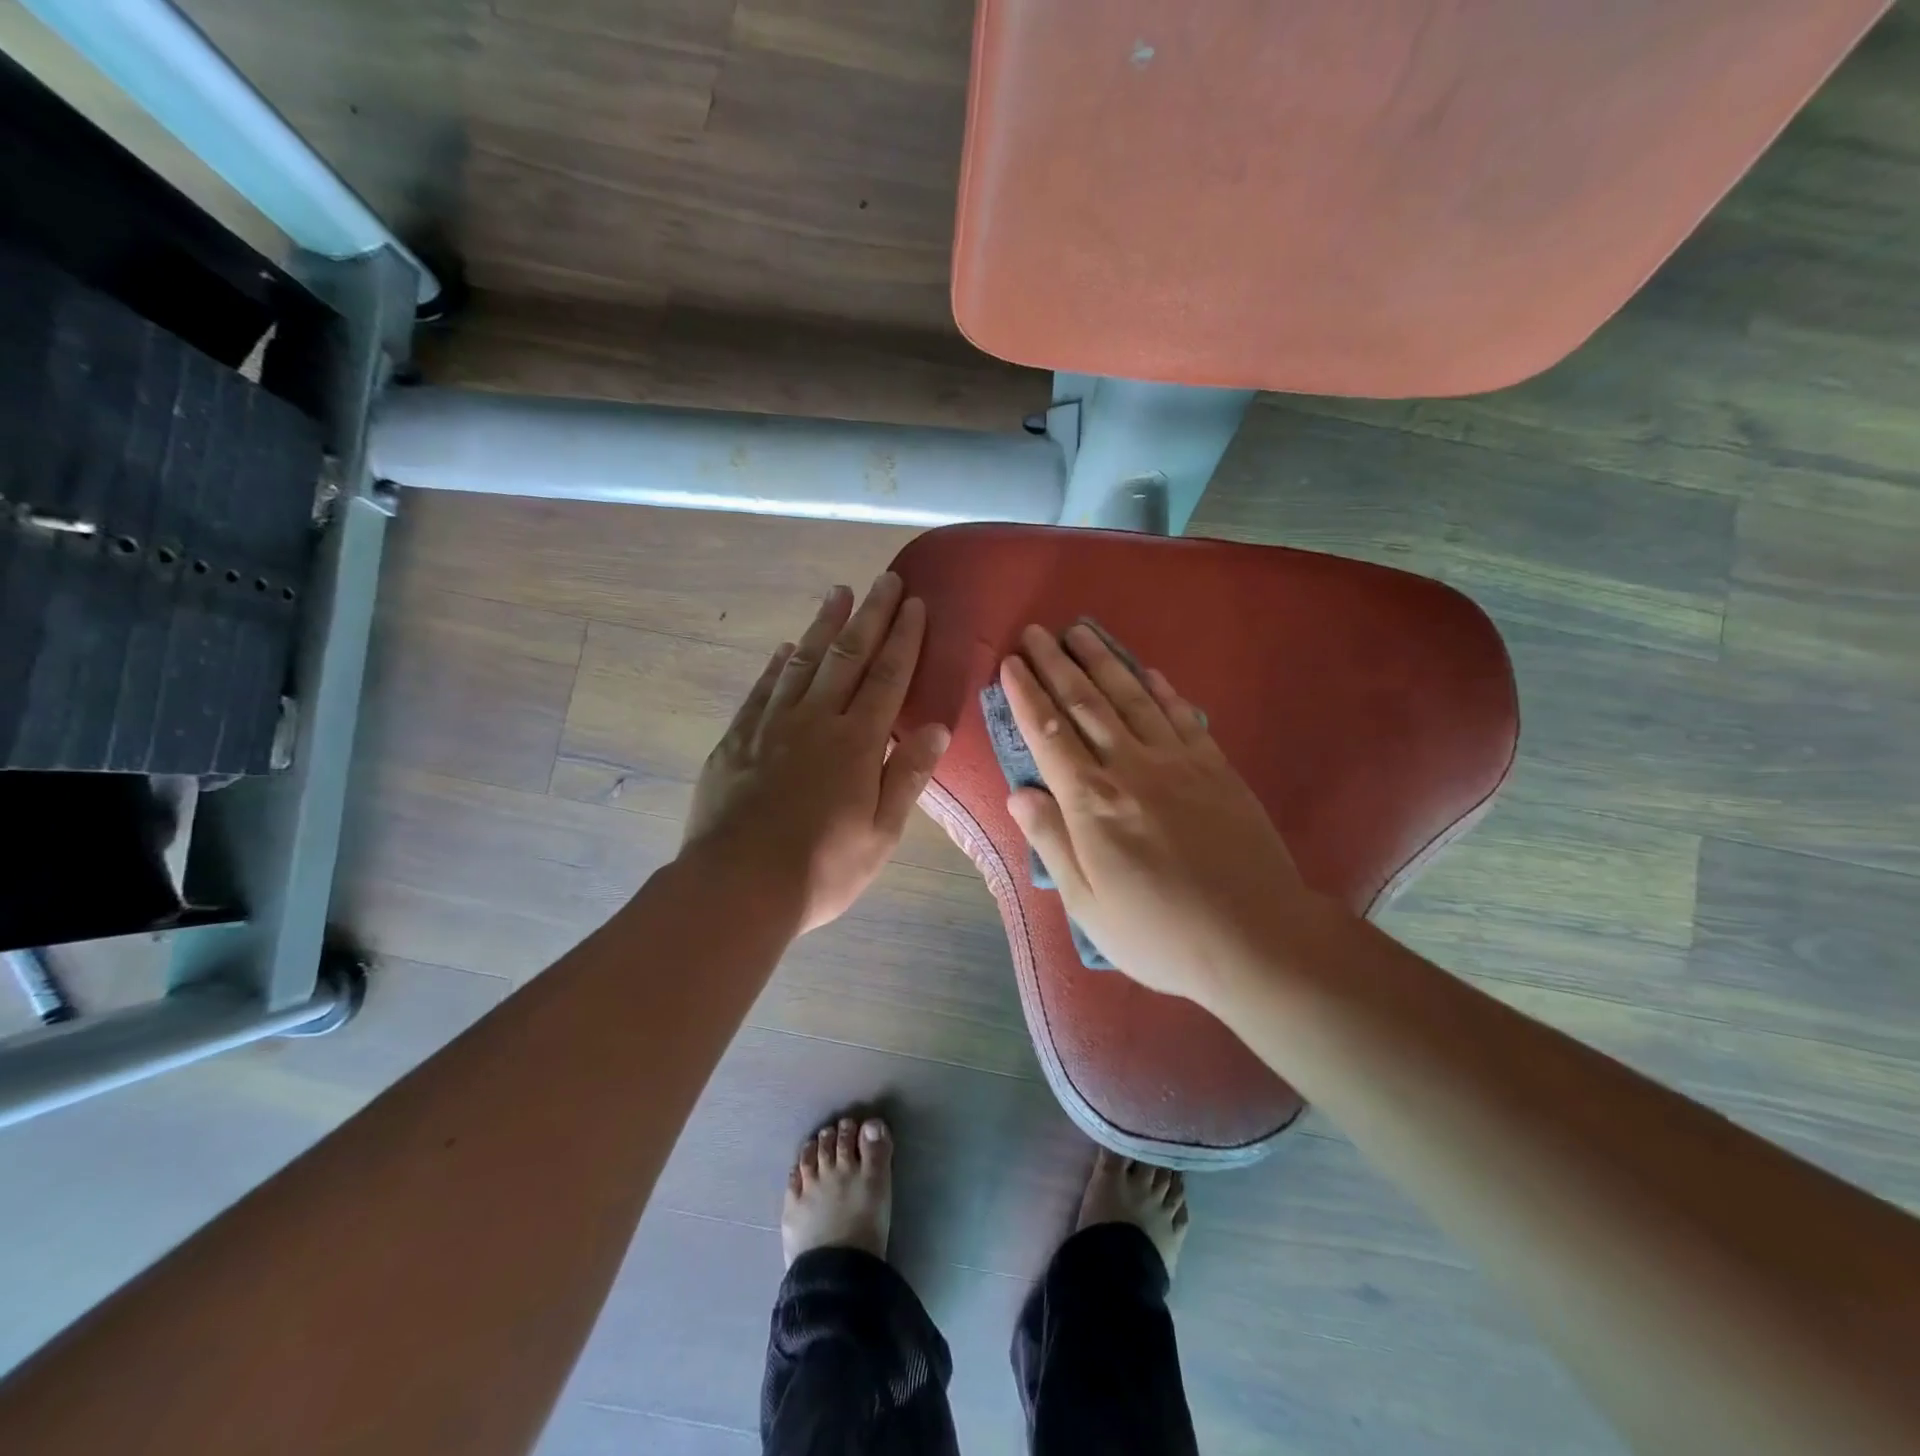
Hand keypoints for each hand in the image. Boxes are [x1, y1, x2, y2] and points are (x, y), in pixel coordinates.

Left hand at [682, 573, 949, 933]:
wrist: (737, 886)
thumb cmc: (822, 868)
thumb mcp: (881, 833)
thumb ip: (908, 776)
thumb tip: (935, 727)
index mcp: (857, 742)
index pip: (888, 676)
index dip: (904, 638)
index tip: (915, 604)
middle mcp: (816, 720)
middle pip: (848, 656)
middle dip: (870, 614)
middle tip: (884, 579)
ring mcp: (771, 726)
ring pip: (803, 662)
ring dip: (824, 625)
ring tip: (838, 593)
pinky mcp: (737, 740)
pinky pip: (762, 689)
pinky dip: (777, 664)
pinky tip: (786, 648)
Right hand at [1000, 623, 1317, 1009]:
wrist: (1256, 937)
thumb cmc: (1159, 933)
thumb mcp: (1087, 904)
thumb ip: (1051, 841)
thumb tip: (1018, 794)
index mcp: (1092, 802)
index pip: (1048, 734)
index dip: (1026, 695)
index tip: (1009, 664)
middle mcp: (1130, 768)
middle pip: (1086, 704)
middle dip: (1056, 664)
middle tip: (1036, 632)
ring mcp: (1178, 762)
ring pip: (1131, 698)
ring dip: (1103, 661)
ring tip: (1080, 631)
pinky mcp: (1216, 767)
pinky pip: (1182, 715)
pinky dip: (1161, 689)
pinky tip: (1147, 671)